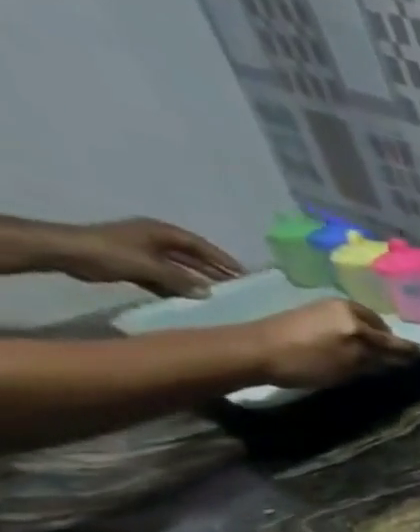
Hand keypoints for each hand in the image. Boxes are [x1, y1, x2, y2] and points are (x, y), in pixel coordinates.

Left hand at [55, 217, 242, 297]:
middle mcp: (155, 240)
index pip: (200, 246)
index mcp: (161, 232)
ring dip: (195, 280)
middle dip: (212, 270)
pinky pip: (162, 276)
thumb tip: (209, 293)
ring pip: (177, 268)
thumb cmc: (109, 253)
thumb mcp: (150, 266)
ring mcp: (142, 252)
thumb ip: (180, 280)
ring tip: (217, 295)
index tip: (244, 274)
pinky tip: (188, 299)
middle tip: (237, 286)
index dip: (222, 259)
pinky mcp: (132, 265)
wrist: (63, 253)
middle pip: (191, 256)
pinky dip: (175, 286)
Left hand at [241, 299, 419, 388]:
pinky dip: (350, 332)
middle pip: (377, 327)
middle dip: (385, 340)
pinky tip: (345, 344)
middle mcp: (345, 307)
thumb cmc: (306, 360)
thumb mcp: (348, 365)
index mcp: (358, 319)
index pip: (392, 338)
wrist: (250, 350)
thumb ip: (378, 359)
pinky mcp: (308, 312)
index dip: (407, 350)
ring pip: (359, 323)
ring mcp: (324, 307)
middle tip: (389, 357)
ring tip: (367, 352)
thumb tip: (400, 357)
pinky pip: (342, 321)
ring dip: (367, 336)